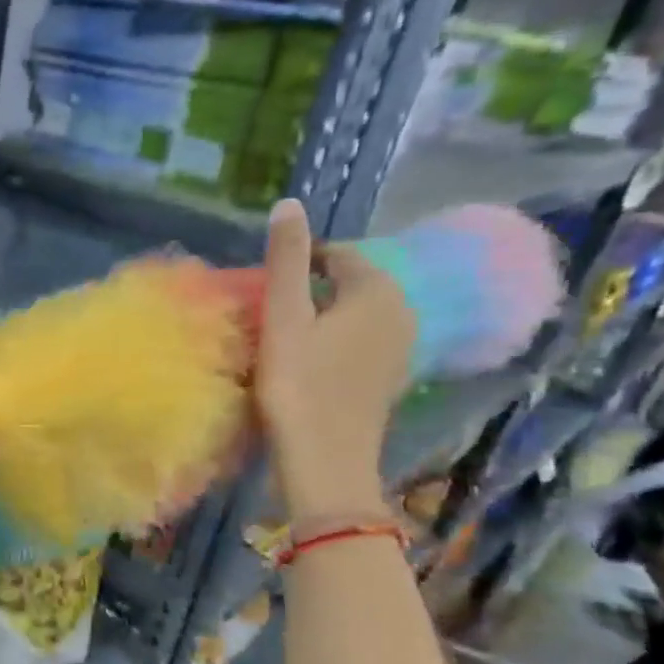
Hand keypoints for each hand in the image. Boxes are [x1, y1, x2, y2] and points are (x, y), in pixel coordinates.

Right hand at [255, 199, 414, 518]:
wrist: (325, 461)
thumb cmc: (298, 386)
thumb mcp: (283, 318)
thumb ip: (286, 260)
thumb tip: (289, 203)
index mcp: (376, 291)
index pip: (338, 255)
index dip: (299, 260)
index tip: (263, 281)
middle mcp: (401, 312)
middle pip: (350, 284)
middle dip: (311, 287)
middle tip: (268, 307)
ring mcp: (400, 349)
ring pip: (356, 314)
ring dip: (323, 316)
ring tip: (283, 333)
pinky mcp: (390, 378)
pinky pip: (361, 341)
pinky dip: (335, 340)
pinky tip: (309, 361)